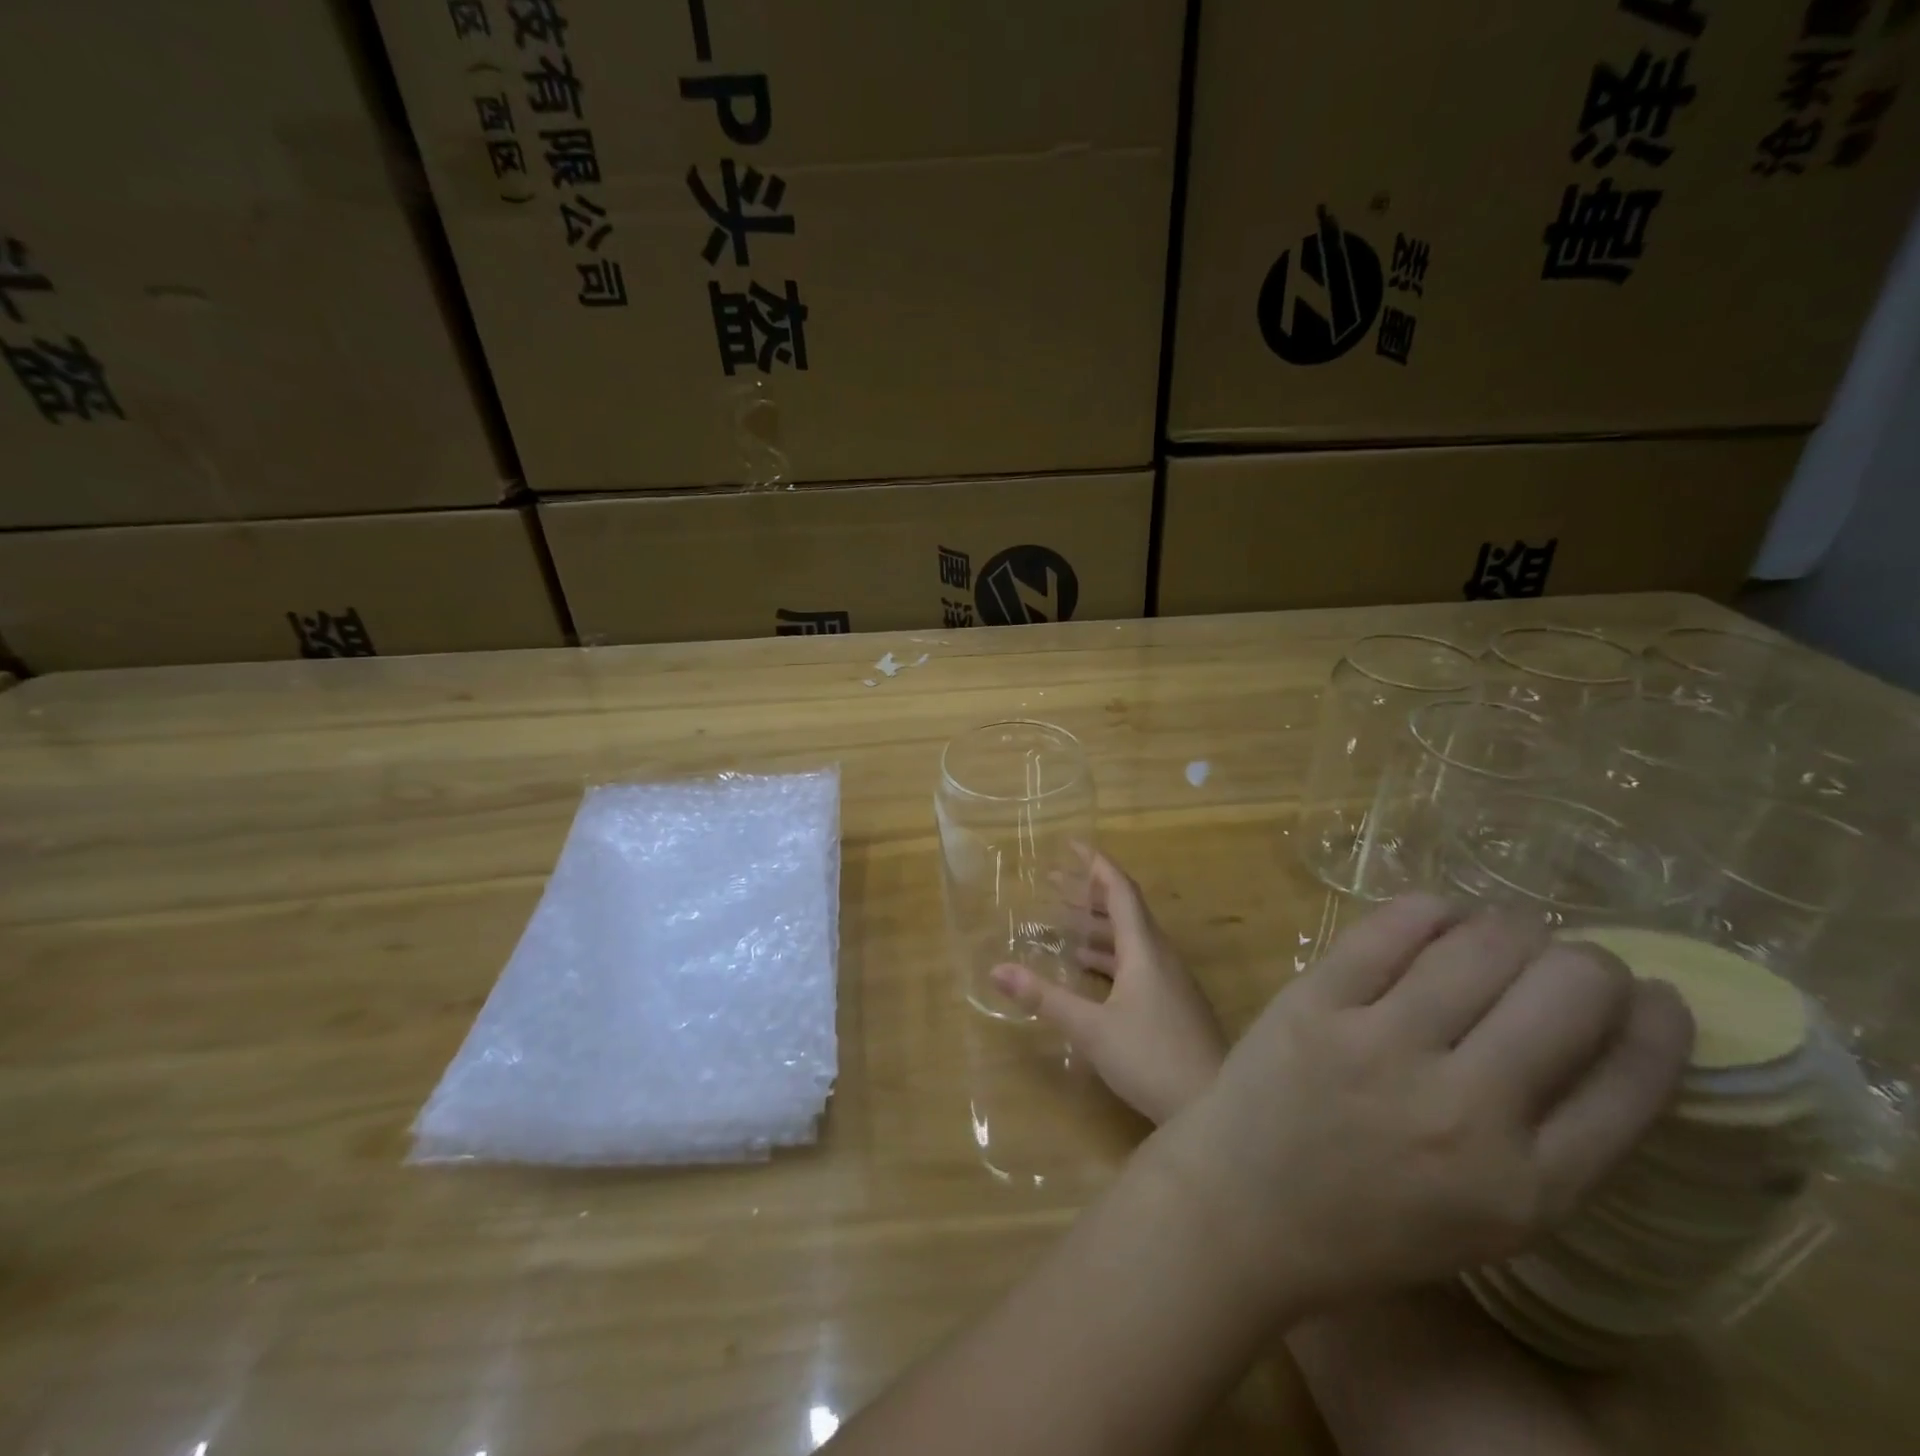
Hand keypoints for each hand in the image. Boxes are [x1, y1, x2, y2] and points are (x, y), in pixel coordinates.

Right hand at [990, 851, 1226, 1125]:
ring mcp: (1170, 980)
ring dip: (1097, 925)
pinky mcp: (1173, 1003)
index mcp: (1144, 948)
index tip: (1071, 845)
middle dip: (1088, 893)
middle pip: (1124, 910)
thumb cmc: (1151, 1057)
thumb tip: (996, 969)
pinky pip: (1137, 961)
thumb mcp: (1090, 1028)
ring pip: (1131, 937)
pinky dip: (1108, 954)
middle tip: (1052, 882)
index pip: (1120, 890)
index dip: (1095, 864)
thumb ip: (1044, 997)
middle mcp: (1160, 955)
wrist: (1217, 1106)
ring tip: (1062, 922)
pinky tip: (1087, 968)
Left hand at [1150, 895, 1694, 1317]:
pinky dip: (1430, 912)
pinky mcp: (1314, 1002)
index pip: (1633, 1082)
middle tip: (1570, 962)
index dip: (1658, 1023)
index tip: (1655, 996)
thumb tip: (1601, 1036)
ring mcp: (1380, 1046)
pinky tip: (1440, 917)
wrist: (1244, 1207)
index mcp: (1527, 1186)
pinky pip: (1390, 930)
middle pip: (1567, 995)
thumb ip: (1554, 1141)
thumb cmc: (1369, 1222)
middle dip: (1589, 964)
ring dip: (1510, 929)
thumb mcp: (1491, 1217)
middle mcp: (1464, 1110)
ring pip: (1481, 948)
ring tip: (1505, 934)